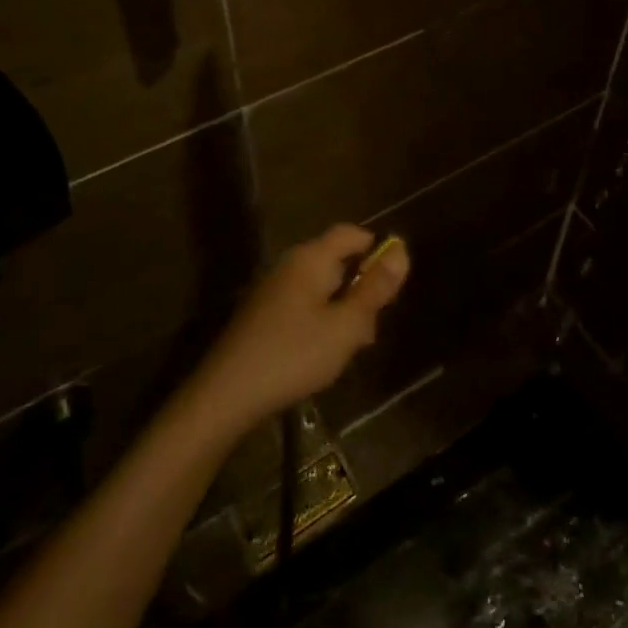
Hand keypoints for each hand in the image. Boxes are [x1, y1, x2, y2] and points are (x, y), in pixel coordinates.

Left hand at [189, 224, 409, 432]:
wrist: (226, 394)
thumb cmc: (294, 354)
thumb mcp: (346, 326)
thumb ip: (375, 288)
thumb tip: (401, 250)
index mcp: (311, 258)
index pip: (351, 233)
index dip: (377, 249)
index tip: (392, 283)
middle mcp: (290, 264)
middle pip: (337, 260)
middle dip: (360, 288)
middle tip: (370, 328)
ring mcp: (273, 289)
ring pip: (321, 286)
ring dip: (342, 310)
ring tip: (349, 347)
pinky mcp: (262, 313)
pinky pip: (303, 304)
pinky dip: (320, 320)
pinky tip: (321, 354)